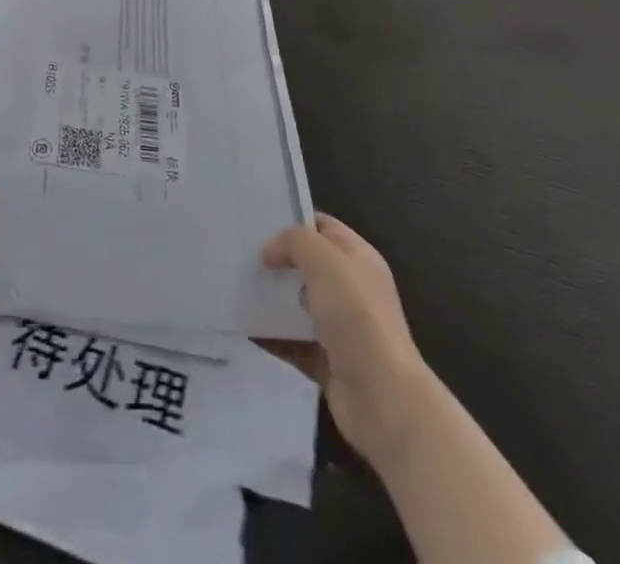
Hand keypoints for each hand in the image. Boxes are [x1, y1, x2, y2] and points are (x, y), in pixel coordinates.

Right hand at [262, 215, 436, 467]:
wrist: (383, 398)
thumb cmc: (356, 317)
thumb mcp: (324, 261)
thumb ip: (294, 242)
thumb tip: (270, 252)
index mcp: (359, 259)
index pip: (323, 227)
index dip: (293, 222)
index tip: (258, 226)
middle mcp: (353, 290)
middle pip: (309, 266)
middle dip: (278, 261)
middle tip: (242, 257)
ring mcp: (342, 328)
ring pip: (299, 304)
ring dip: (273, 300)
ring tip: (236, 290)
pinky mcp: (329, 363)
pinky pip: (294, 342)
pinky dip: (273, 338)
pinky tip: (245, 329)